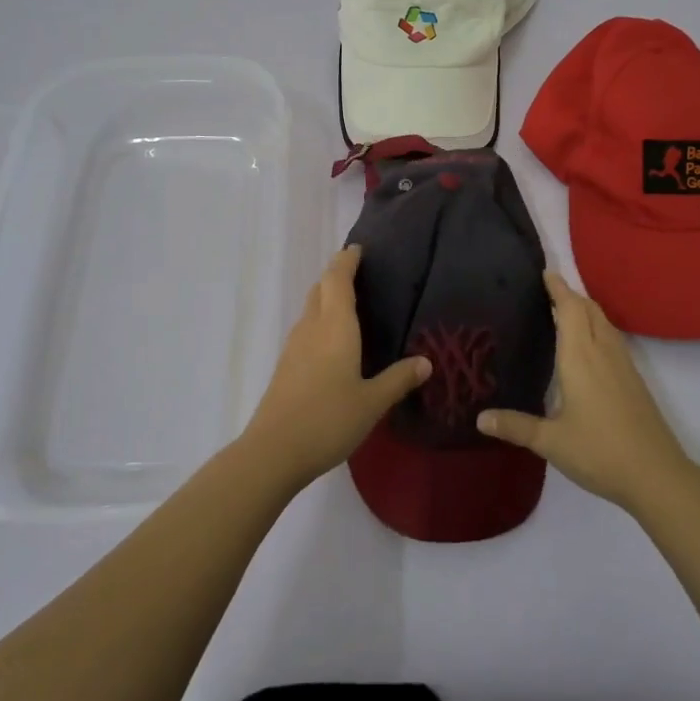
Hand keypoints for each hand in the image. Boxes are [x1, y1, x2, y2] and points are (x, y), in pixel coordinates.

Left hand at [241, 245, 430, 488]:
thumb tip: (425, 361)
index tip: (358, 249)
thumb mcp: (372, 402)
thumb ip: (398, 379)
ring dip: (327, 298)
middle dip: (337, 275)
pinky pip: (306, 329)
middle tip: (360, 274)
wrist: (274, 451)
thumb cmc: (328, 419)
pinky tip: (334, 341)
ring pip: (311, 309)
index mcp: (334, 327)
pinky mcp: (286, 366)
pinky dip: (321, 320)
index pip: (337, 279)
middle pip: (320, 289)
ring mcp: (294, 346)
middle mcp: (311, 328)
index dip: (346, 261)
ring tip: (351, 304)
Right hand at [477, 271, 692, 511]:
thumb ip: (516, 426)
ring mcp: (623, 366)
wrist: (657, 475)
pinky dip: (597, 328)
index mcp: (580, 358)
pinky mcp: (634, 380)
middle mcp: (603, 353)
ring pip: (604, 323)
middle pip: (589, 310)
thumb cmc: (600, 452)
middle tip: (548, 289)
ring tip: (564, 310)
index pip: (569, 310)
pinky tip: (589, 346)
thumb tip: (479, 418)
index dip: (558, 289)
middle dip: (571, 295)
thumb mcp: (551, 442)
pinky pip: (613, 339)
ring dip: (586, 310)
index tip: (545, 272)